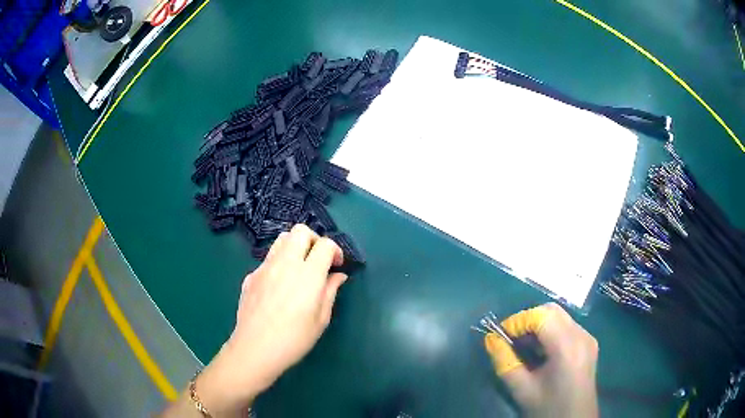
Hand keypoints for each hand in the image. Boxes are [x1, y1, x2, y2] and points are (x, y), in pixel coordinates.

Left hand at [193, 224, 347, 415]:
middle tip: (318, 260)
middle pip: (300, 231)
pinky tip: (279, 287)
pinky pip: (268, 259)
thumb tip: (338, 275)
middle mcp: (286, 263)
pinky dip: (279, 263)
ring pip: (281, 240)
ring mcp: (265, 267)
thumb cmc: (294, 339)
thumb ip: (330, 292)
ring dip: (295, 246)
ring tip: (299, 268)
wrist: (255, 348)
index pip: (325, 244)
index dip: (335, 250)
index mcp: (308, 274)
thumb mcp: (321, 319)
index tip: (336, 265)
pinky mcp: (251, 275)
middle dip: (314, 240)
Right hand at [484, 303, 598, 417]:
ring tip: (523, 346)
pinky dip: (550, 331)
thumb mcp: (522, 390)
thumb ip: (505, 363)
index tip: (500, 336)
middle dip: (527, 320)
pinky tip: (540, 351)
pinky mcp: (589, 343)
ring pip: (560, 316)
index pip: (541, 316)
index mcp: (567, 347)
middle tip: (510, 338)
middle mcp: (582, 335)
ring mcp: (588, 338)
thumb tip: (491, 339)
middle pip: (552, 311)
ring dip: (538, 325)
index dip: (518, 321)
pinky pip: (567, 326)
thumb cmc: (548, 408)